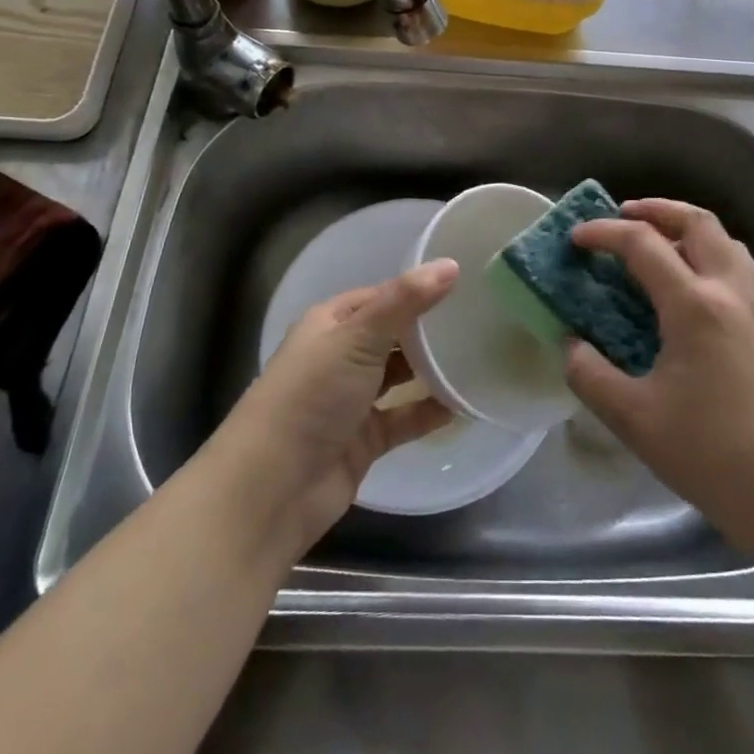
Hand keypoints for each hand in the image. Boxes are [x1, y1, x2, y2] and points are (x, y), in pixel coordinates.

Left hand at [211, 259, 456, 558]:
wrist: (272, 489)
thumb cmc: (311, 396)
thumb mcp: (358, 337)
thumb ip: (405, 300)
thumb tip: (451, 264)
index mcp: (331, 323)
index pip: (381, 297)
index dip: (417, 289)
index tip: (463, 284)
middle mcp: (340, 356)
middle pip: (393, 335)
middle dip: (429, 330)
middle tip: (481, 320)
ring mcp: (352, 400)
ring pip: (400, 376)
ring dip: (432, 370)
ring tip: (479, 357)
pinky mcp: (364, 439)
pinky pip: (404, 418)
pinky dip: (429, 411)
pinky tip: (464, 403)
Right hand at [565, 200, 753, 564]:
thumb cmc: (713, 455)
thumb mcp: (635, 420)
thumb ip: (591, 376)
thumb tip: (571, 346)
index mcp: (695, 305)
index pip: (643, 244)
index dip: (604, 233)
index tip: (575, 238)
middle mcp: (731, 291)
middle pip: (697, 222)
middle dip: (656, 209)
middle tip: (622, 217)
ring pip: (725, 240)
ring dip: (687, 227)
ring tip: (658, 242)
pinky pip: (739, 266)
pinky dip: (709, 253)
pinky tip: (692, 287)